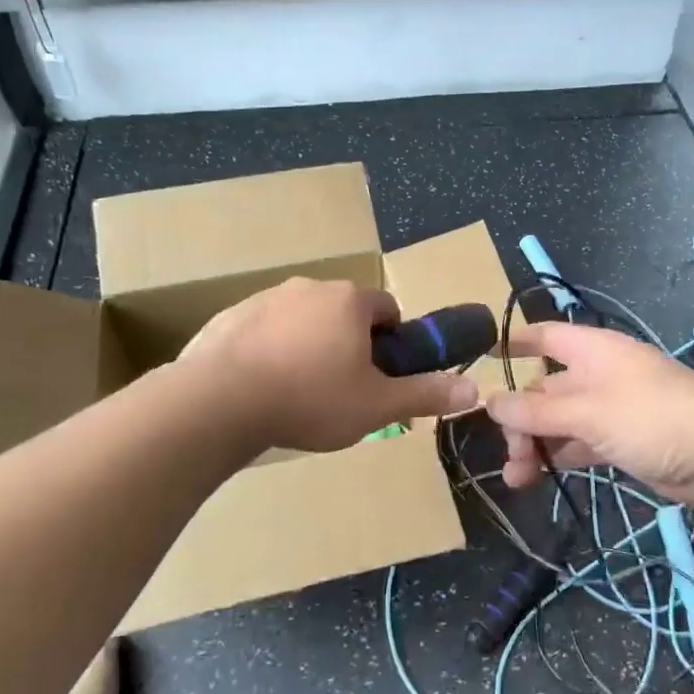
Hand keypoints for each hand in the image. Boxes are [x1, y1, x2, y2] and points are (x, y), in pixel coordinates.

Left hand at [181, 278, 480, 451]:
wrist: (219, 402)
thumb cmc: (310, 399)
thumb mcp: (377, 405)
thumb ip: (425, 393)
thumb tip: (474, 388)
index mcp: (350, 301)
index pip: (387, 310)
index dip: (389, 344)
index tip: (377, 376)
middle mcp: (310, 287)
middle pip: (343, 313)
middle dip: (347, 344)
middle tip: (339, 390)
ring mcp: (266, 298)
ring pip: (302, 320)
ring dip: (308, 345)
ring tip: (296, 392)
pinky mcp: (230, 314)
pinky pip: (264, 329)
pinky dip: (270, 349)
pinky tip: (259, 386)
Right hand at [485, 322, 693, 506]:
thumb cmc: (651, 416)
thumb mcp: (588, 412)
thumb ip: (537, 412)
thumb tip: (489, 402)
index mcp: (592, 352)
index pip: (546, 337)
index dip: (515, 343)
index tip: (484, 357)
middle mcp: (597, 376)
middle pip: (546, 390)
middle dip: (521, 419)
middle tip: (509, 454)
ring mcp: (610, 410)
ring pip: (560, 422)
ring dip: (536, 445)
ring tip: (515, 478)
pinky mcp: (622, 442)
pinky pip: (579, 445)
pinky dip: (559, 458)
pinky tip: (538, 478)